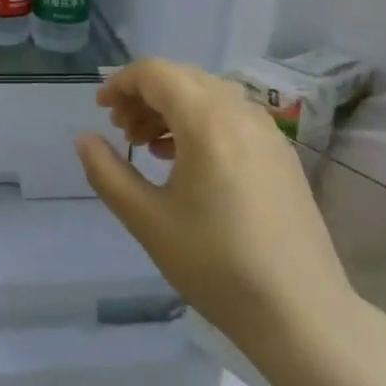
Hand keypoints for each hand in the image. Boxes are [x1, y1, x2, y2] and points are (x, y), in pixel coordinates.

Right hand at [75, 59, 360, 359]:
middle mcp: (241, 113)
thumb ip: (108, 172)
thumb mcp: (147, 220)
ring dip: (172, 108)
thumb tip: (85, 139)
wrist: (300, 312)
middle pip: (183, 78)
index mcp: (207, 121)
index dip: (121, 82)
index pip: (156, 73)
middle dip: (145, 95)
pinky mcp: (282, 154)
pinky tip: (187, 161)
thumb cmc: (216, 265)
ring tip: (148, 146)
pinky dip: (201, 122)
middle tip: (121, 131)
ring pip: (209, 96)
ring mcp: (268, 132)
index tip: (101, 110)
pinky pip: (232, 117)